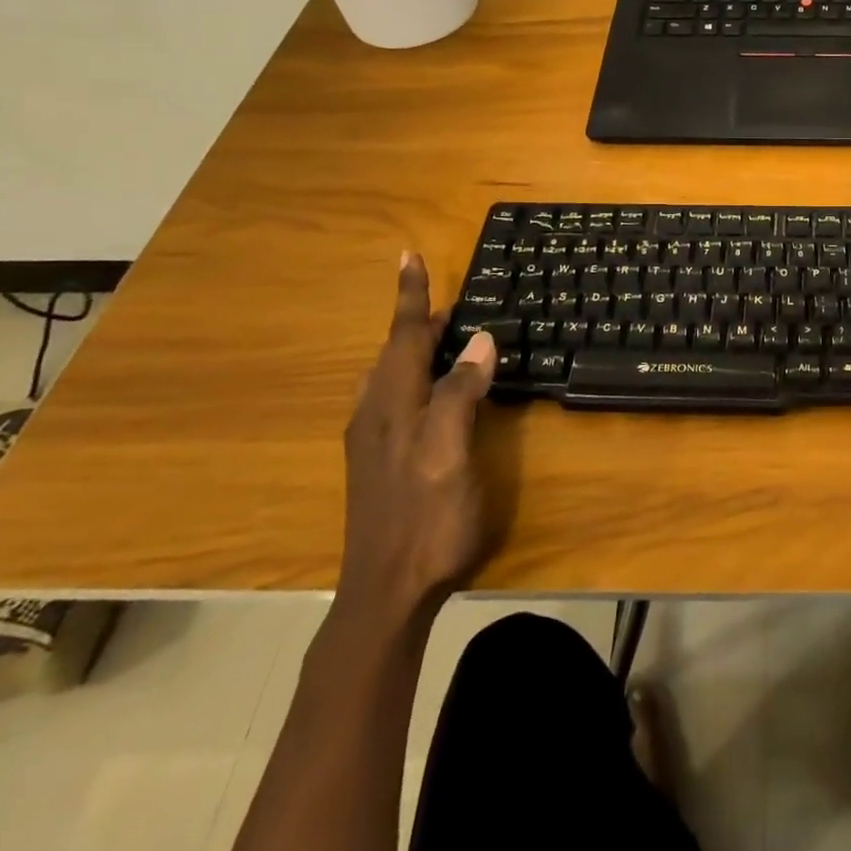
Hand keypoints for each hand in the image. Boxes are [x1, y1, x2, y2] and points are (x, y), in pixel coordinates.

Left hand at [336, 252, 495, 623]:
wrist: (384, 594)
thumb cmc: (425, 520)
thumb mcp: (449, 453)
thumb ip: (459, 394)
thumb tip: (478, 340)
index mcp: (393, 406)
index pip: (405, 336)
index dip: (412, 296)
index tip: (409, 256)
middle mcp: (375, 415)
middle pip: (393, 353)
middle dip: (415, 320)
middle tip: (443, 300)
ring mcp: (372, 441)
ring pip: (388, 376)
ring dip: (411, 347)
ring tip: (437, 336)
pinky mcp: (377, 463)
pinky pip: (392, 399)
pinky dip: (410, 375)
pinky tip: (423, 392)